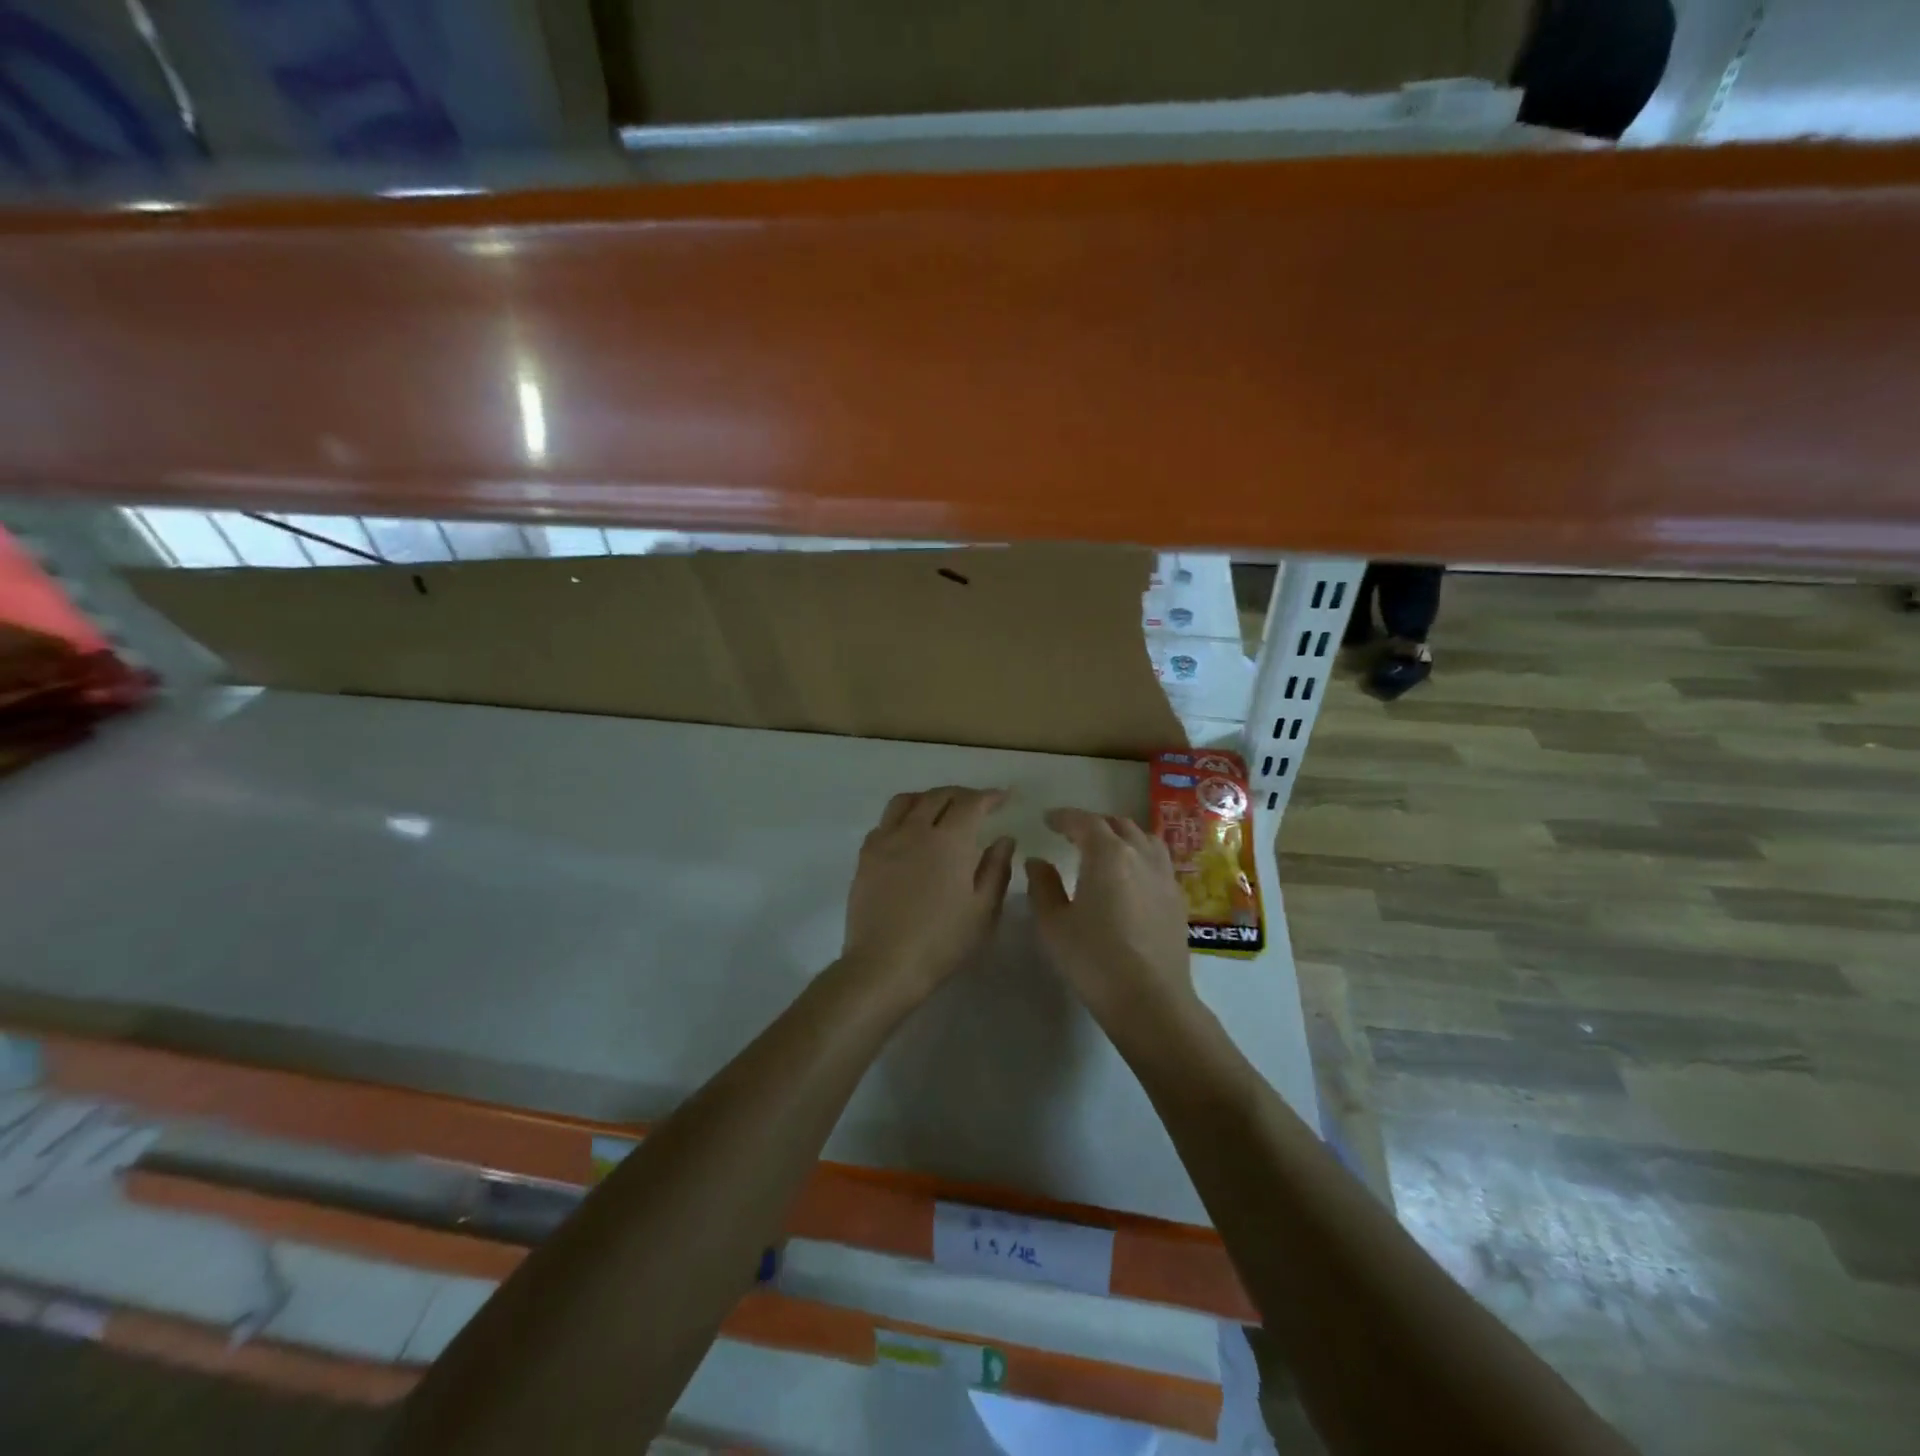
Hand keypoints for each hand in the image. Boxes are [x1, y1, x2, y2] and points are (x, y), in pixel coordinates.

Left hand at [842, 786, 1016, 1000]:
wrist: (884, 965)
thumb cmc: (942, 941)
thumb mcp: (983, 910)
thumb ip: (997, 868)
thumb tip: (1004, 838)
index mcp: (949, 840)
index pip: (971, 803)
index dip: (990, 796)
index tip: (1003, 797)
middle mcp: (915, 830)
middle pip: (938, 796)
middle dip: (961, 794)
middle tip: (976, 804)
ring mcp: (886, 840)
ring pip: (906, 801)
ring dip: (928, 798)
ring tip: (939, 810)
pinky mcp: (865, 856)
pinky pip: (885, 822)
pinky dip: (902, 818)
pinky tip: (909, 834)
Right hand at [1026, 808, 1195, 1026]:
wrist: (1150, 1000)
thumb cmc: (1093, 959)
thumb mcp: (1054, 923)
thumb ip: (1042, 886)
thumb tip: (1038, 862)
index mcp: (1107, 854)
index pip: (1084, 822)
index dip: (1064, 817)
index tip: (1048, 820)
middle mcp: (1140, 855)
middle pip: (1118, 825)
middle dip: (1093, 824)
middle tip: (1073, 834)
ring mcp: (1164, 876)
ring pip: (1144, 839)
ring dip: (1121, 836)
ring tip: (1105, 849)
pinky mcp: (1177, 899)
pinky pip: (1158, 861)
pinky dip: (1140, 856)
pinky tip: (1130, 877)